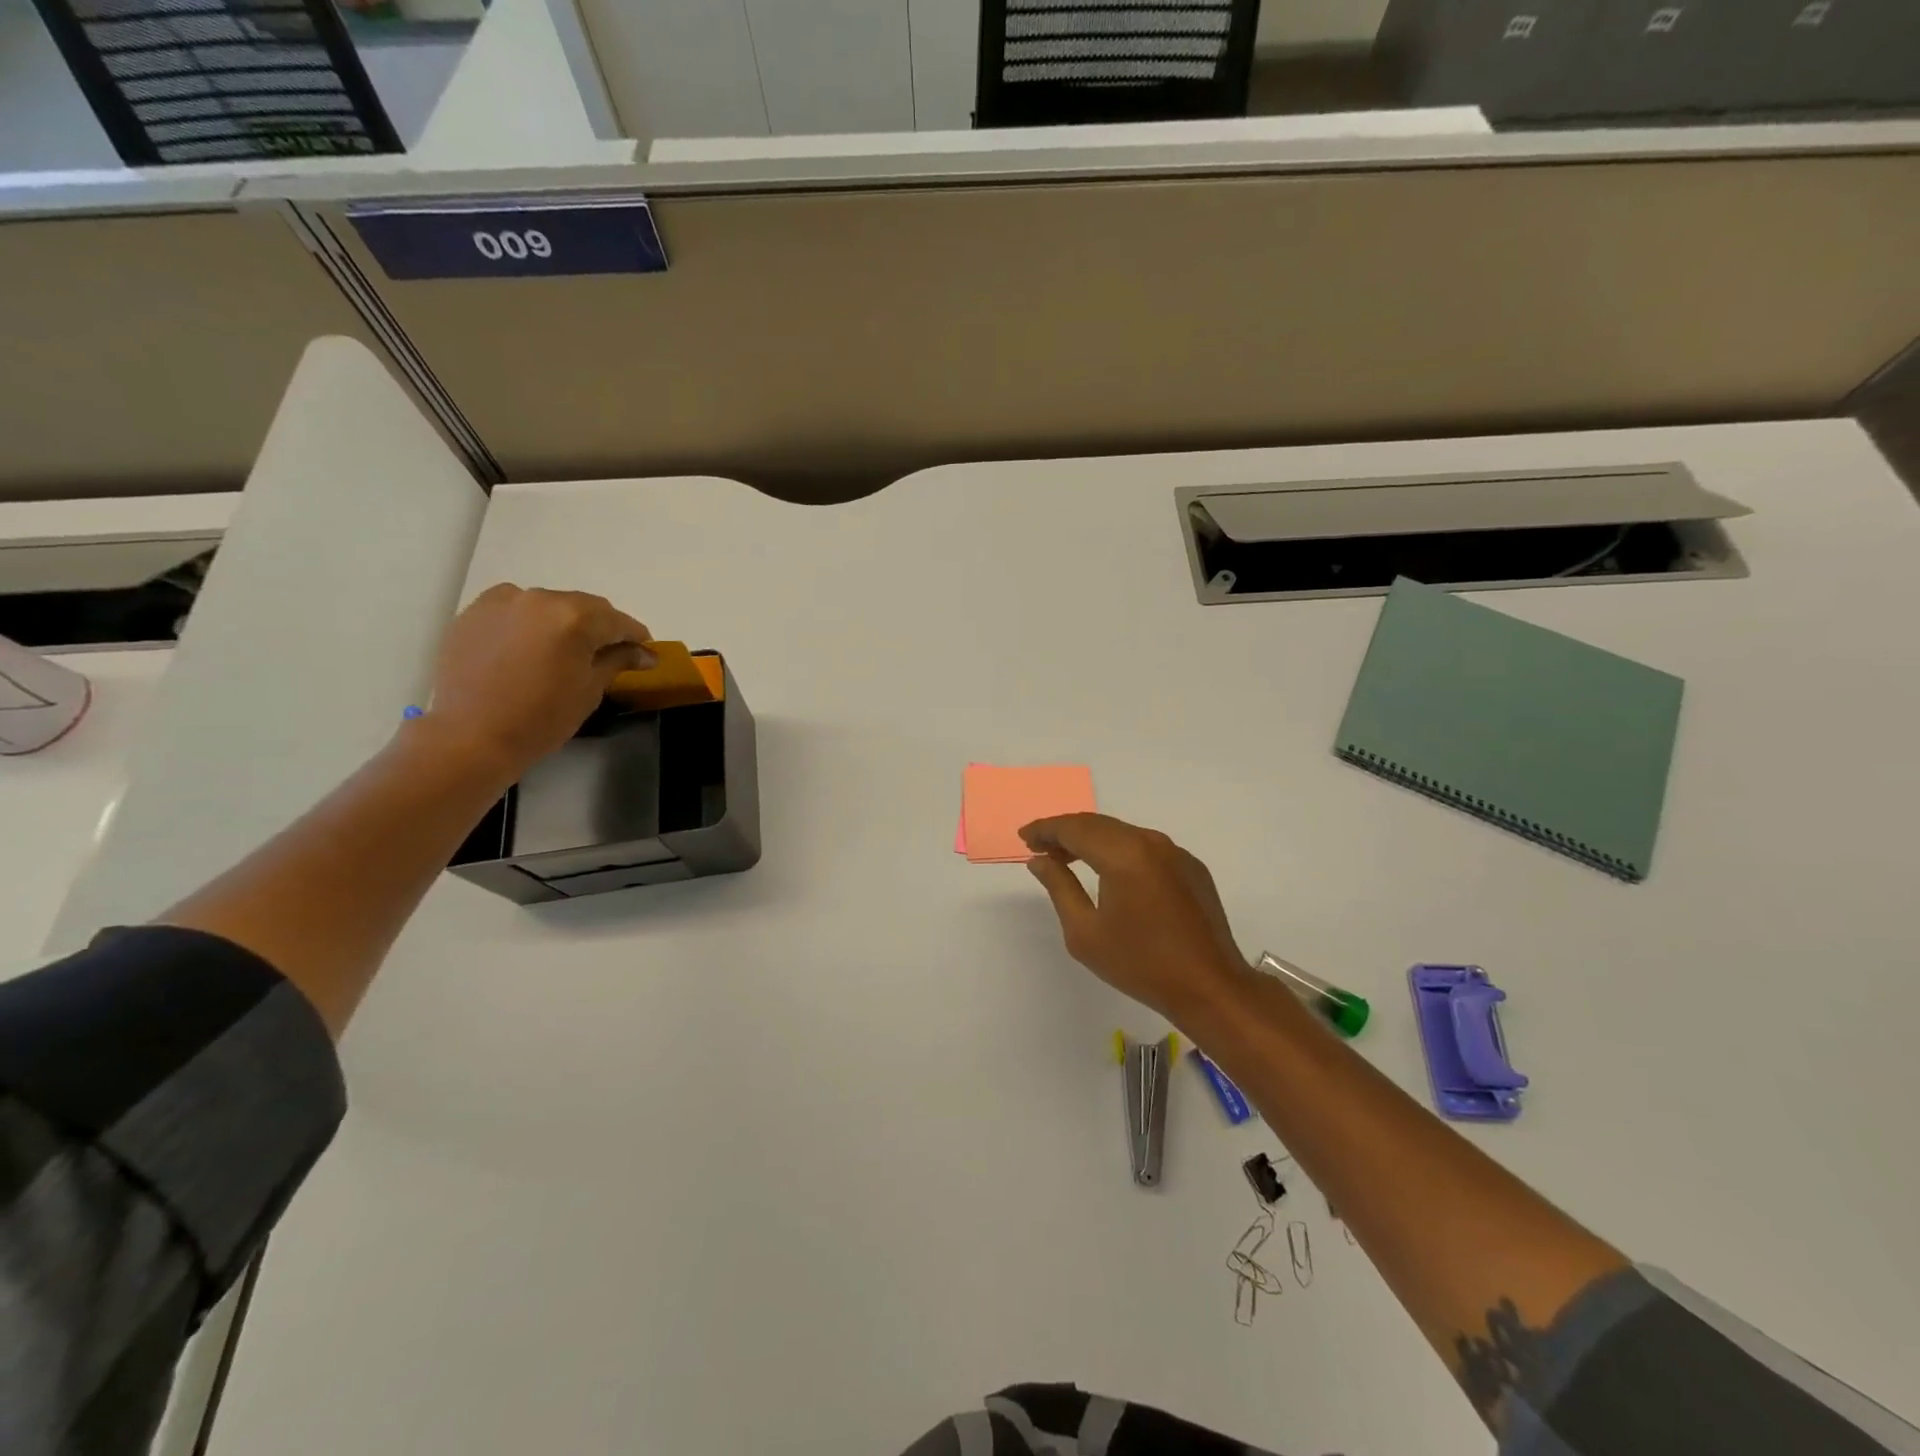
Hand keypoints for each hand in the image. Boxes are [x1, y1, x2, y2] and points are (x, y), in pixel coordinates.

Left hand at [420, 584, 652, 777]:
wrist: (471, 736)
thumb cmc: (542, 717)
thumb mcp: (590, 689)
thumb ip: (618, 660)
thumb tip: (645, 653)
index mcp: (575, 617)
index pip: (618, 622)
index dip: (636, 637)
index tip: (646, 652)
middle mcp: (540, 598)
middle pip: (584, 607)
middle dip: (600, 627)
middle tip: (608, 652)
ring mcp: (503, 601)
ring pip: (549, 605)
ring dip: (564, 622)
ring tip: (564, 650)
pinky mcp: (474, 613)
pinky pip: (515, 610)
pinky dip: (530, 624)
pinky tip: (530, 648)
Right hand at [1020, 813, 1249, 1022]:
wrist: (1210, 987)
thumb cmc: (1140, 963)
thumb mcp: (1085, 932)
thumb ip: (1059, 887)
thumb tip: (1040, 860)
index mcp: (1124, 854)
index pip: (1075, 828)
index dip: (1046, 829)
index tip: (1025, 837)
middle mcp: (1151, 842)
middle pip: (1099, 825)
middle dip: (1066, 832)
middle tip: (1039, 846)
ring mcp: (1175, 853)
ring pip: (1123, 834)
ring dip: (1092, 840)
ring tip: (1067, 858)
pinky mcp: (1190, 867)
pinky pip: (1145, 848)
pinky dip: (1119, 851)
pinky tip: (1108, 872)